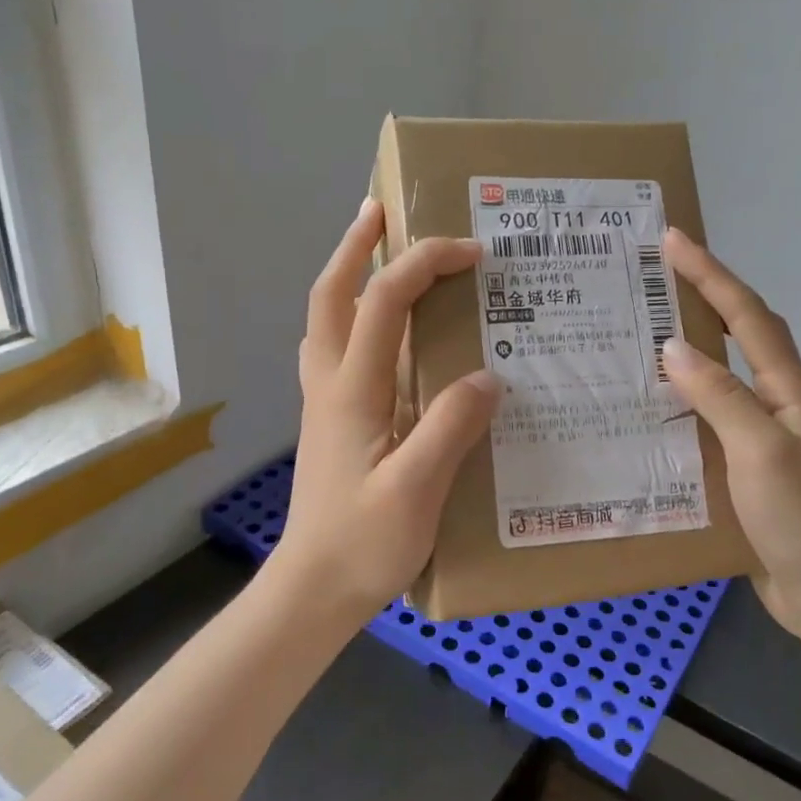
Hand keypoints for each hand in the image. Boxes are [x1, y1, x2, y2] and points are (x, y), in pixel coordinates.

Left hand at [277, 199, 501, 618]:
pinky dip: (354, 317)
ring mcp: (325, 401)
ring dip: (348, 275)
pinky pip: (338, 349)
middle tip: (381, 211)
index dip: (424, 265)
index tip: (473, 254)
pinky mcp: (332, 420)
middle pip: (330, 295)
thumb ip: (450, 427)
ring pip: (327, 319)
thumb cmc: (363, 544)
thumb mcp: (416, 490)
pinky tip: (383, 331)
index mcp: (351, 391)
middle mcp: (330, 384)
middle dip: (355, 246)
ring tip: (380, 253)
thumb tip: (488, 375)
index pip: (382, 303)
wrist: (313, 590)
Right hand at [660, 228, 800, 637]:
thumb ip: (719, 398)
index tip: (672, 239)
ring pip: (719, 379)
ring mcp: (762, 437)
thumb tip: (673, 347)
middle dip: (701, 298)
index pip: (747, 316)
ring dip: (686, 351)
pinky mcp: (745, 469)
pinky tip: (648, 412)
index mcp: (789, 390)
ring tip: (638, 335)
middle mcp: (777, 404)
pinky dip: (679, 405)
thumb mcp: (761, 452)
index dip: (710, 274)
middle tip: (651, 278)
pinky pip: (707, 422)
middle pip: (738, 335)